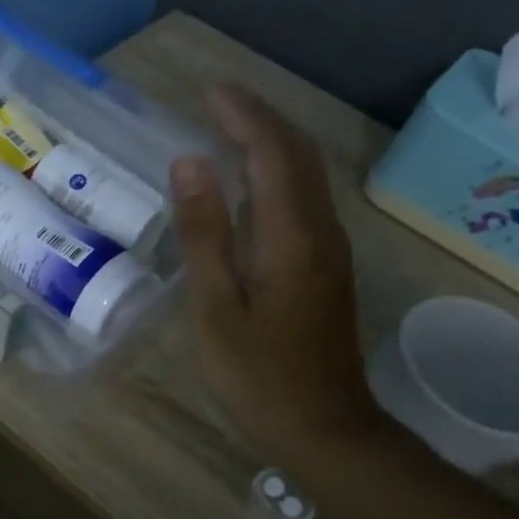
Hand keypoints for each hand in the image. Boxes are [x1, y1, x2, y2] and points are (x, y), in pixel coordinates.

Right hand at [170, 85, 379, 469]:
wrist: (325, 428)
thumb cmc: (258, 376)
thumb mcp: (215, 308)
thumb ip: (203, 233)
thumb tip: (189, 163)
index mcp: (290, 236)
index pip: (270, 152)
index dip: (241, 114)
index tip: (207, 90)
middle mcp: (320, 230)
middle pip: (298, 153)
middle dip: (259, 117)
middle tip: (216, 100)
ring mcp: (329, 249)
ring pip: (307, 174)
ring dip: (272, 141)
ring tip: (229, 127)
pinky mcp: (327, 267)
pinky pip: (305, 199)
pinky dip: (278, 173)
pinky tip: (252, 183)